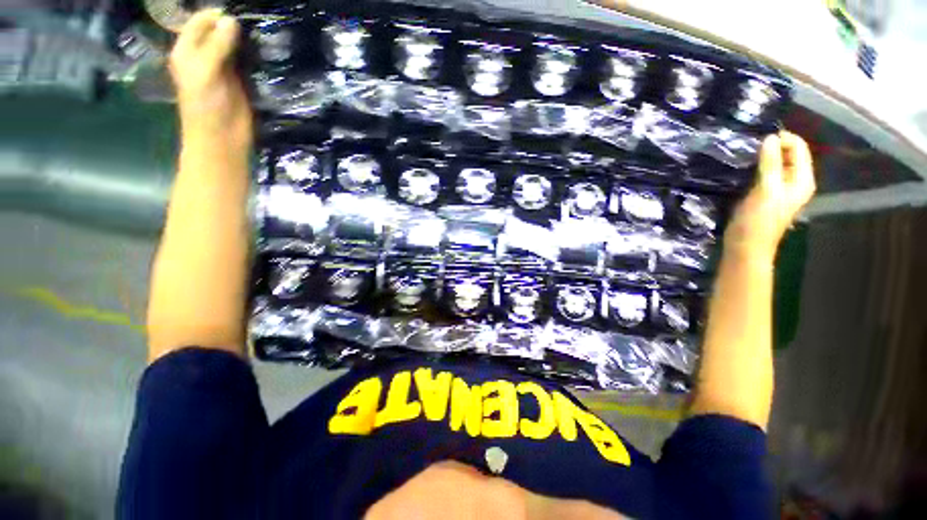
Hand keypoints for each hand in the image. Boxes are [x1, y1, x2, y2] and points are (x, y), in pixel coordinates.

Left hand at [169, 9, 251, 146]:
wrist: (222, 138)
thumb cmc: (205, 107)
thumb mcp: (206, 73)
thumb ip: (217, 46)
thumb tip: (232, 20)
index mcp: (187, 50)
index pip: (199, 21)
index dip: (215, 14)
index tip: (237, 13)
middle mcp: (203, 55)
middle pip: (216, 30)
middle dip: (231, 24)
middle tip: (252, 21)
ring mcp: (222, 67)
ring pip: (232, 44)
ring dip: (244, 38)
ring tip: (259, 30)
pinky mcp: (239, 79)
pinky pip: (244, 60)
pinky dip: (252, 54)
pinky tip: (262, 48)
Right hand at [726, 131, 815, 259]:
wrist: (746, 246)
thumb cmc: (758, 220)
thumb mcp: (766, 190)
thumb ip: (770, 163)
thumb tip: (770, 138)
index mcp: (802, 179)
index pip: (798, 147)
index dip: (782, 139)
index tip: (759, 140)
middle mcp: (795, 181)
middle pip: (788, 154)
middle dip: (771, 147)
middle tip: (749, 147)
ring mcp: (780, 188)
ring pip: (775, 163)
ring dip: (762, 157)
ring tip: (745, 156)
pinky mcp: (765, 194)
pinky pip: (764, 173)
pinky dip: (756, 168)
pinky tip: (743, 169)